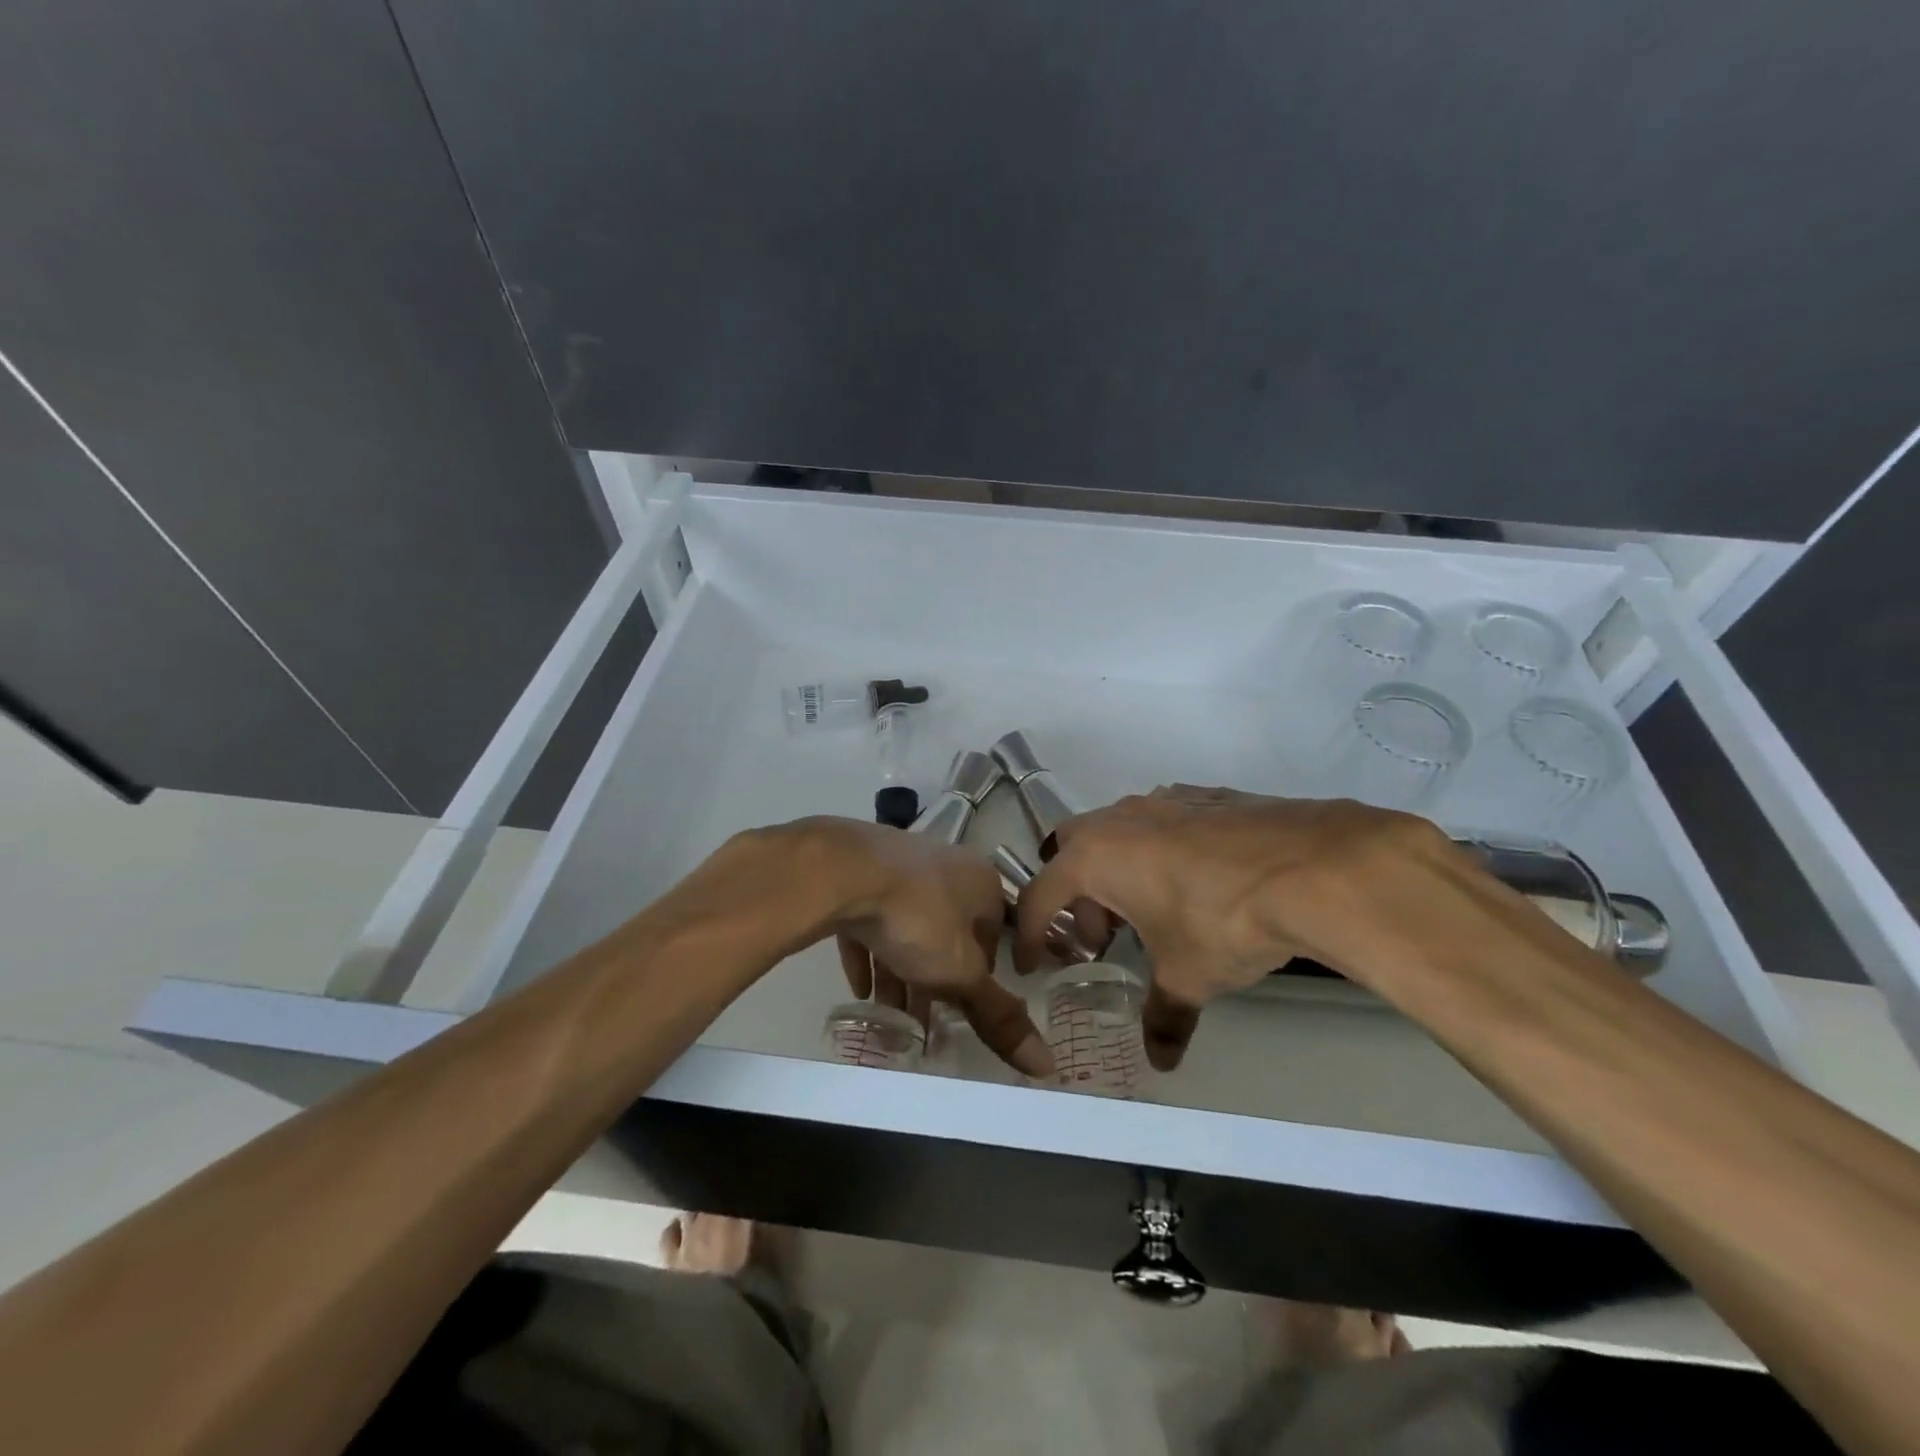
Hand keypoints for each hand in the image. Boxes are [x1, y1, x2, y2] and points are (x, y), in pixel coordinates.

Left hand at [804, 820, 1053, 1078]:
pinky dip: (868, 954)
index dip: (980, 977)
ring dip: (900, 973)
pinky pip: (870, 921)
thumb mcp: (961, 973)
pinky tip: (860, 989)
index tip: (963, 1009)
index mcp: (981, 882)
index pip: (993, 935)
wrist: (843, 872)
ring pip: (907, 928)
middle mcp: (945, 866)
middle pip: (947, 933)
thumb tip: (1048, 1064)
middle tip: (924, 1021)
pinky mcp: (860, 874)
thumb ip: (998, 1015)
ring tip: (890, 1017)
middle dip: (936, 979)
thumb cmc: (918, 918)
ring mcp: (900, 866)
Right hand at [1014, 787, 1454, 1069]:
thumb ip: (1164, 1015)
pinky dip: (1159, 851)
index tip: (1032, 962)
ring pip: (1118, 831)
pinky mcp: (1206, 796)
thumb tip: (1160, 1059)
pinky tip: (1197, 883)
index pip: (1040, 896)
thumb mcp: (1187, 976)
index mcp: (1096, 857)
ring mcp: (1164, 799)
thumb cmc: (1224, 922)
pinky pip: (1162, 822)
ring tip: (1152, 912)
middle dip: (1075, 894)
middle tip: (1102, 936)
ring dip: (1118, 870)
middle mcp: (1120, 819)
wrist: (1313, 867)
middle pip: (1071, 850)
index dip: (1029, 934)